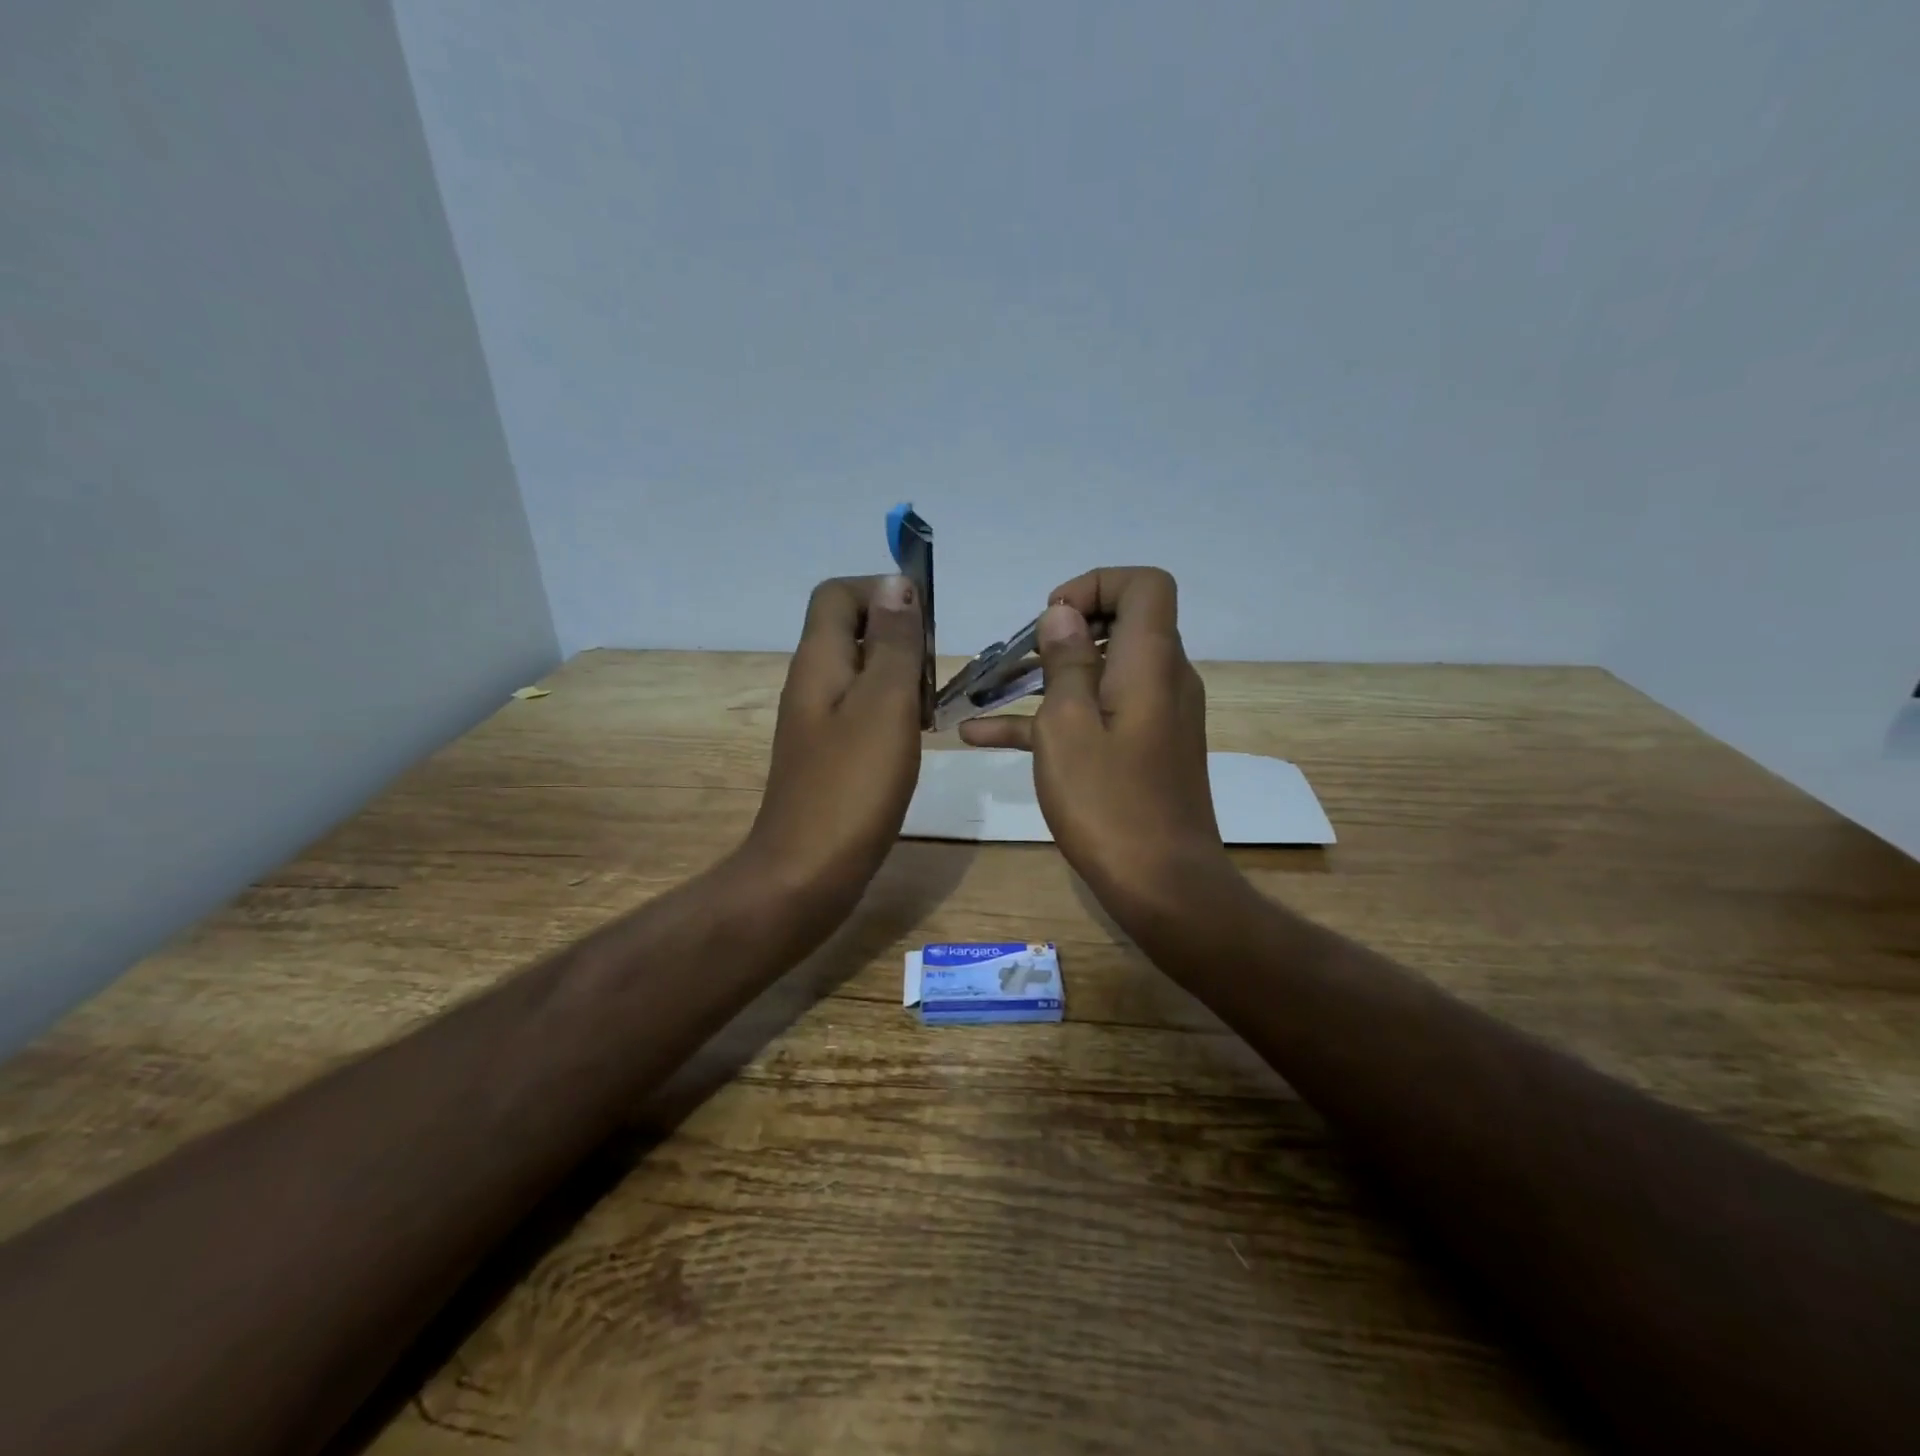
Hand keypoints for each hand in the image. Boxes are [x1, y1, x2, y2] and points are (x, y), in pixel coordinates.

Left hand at [739, 574, 924, 916]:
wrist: (807, 872)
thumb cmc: (852, 786)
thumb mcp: (884, 704)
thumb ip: (892, 643)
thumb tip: (896, 583)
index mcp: (819, 661)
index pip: (837, 593)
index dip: (881, 591)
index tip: (925, 622)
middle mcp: (812, 682)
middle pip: (851, 628)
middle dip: (898, 634)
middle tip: (935, 670)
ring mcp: (817, 721)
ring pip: (860, 671)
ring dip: (899, 673)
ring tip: (933, 703)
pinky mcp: (829, 753)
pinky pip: (862, 710)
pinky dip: (892, 709)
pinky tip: (915, 736)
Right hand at [958, 567, 1232, 924]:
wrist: (1162, 886)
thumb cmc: (1109, 804)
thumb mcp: (1068, 727)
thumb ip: (1066, 663)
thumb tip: (1063, 614)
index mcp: (1150, 662)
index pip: (1145, 585)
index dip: (1095, 585)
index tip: (1050, 619)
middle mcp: (1162, 679)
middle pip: (1121, 624)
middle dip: (1063, 629)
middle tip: (1018, 655)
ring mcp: (1154, 716)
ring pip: (1101, 672)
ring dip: (1047, 675)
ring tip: (986, 688)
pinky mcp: (1143, 749)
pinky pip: (1097, 715)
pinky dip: (1052, 717)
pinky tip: (984, 736)